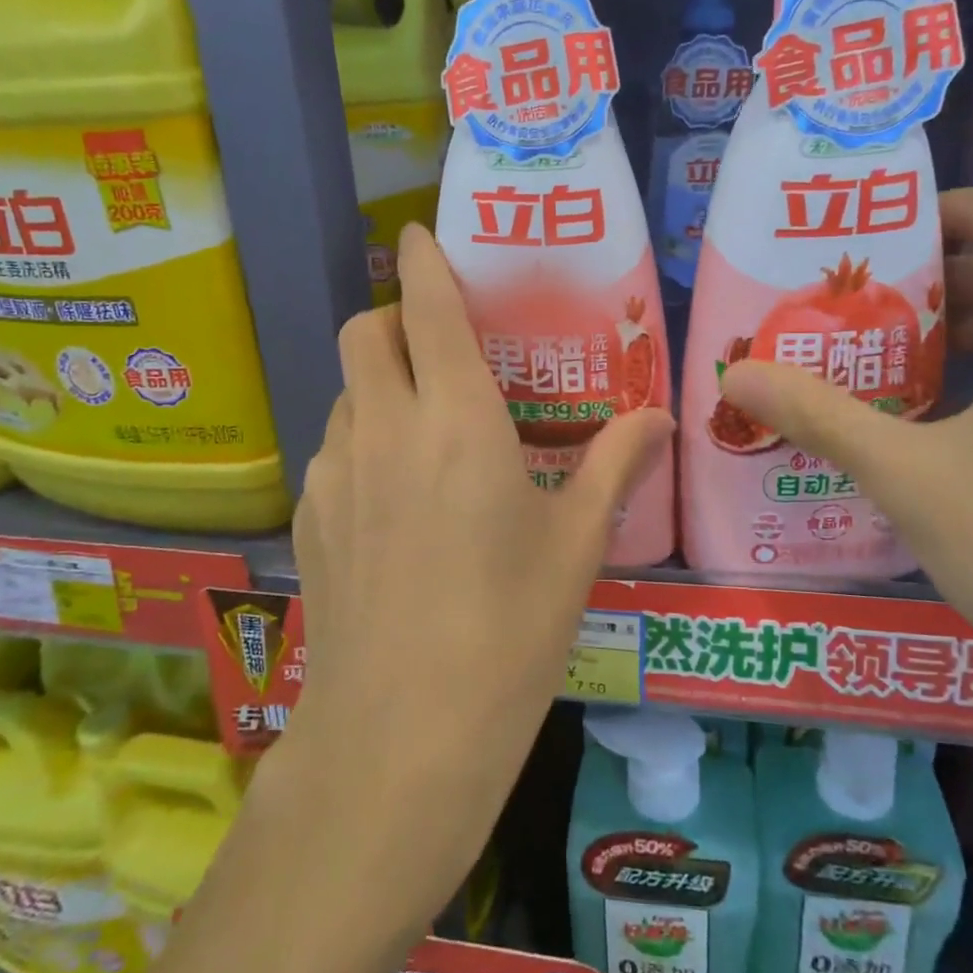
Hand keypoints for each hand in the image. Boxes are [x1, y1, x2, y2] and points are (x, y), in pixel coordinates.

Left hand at [288, 223, 673, 913]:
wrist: (401, 737)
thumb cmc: (508, 631)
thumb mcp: (577, 546)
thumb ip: (617, 465)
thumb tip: (662, 416)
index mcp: (457, 421)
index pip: (425, 307)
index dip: (422, 260)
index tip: (420, 235)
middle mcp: (385, 429)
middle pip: (363, 331)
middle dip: (393, 317)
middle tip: (438, 347)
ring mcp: (336, 473)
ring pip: (346, 391)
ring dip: (379, 384)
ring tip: (423, 429)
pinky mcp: (310, 519)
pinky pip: (333, 448)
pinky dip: (362, 441)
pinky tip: (393, 499)